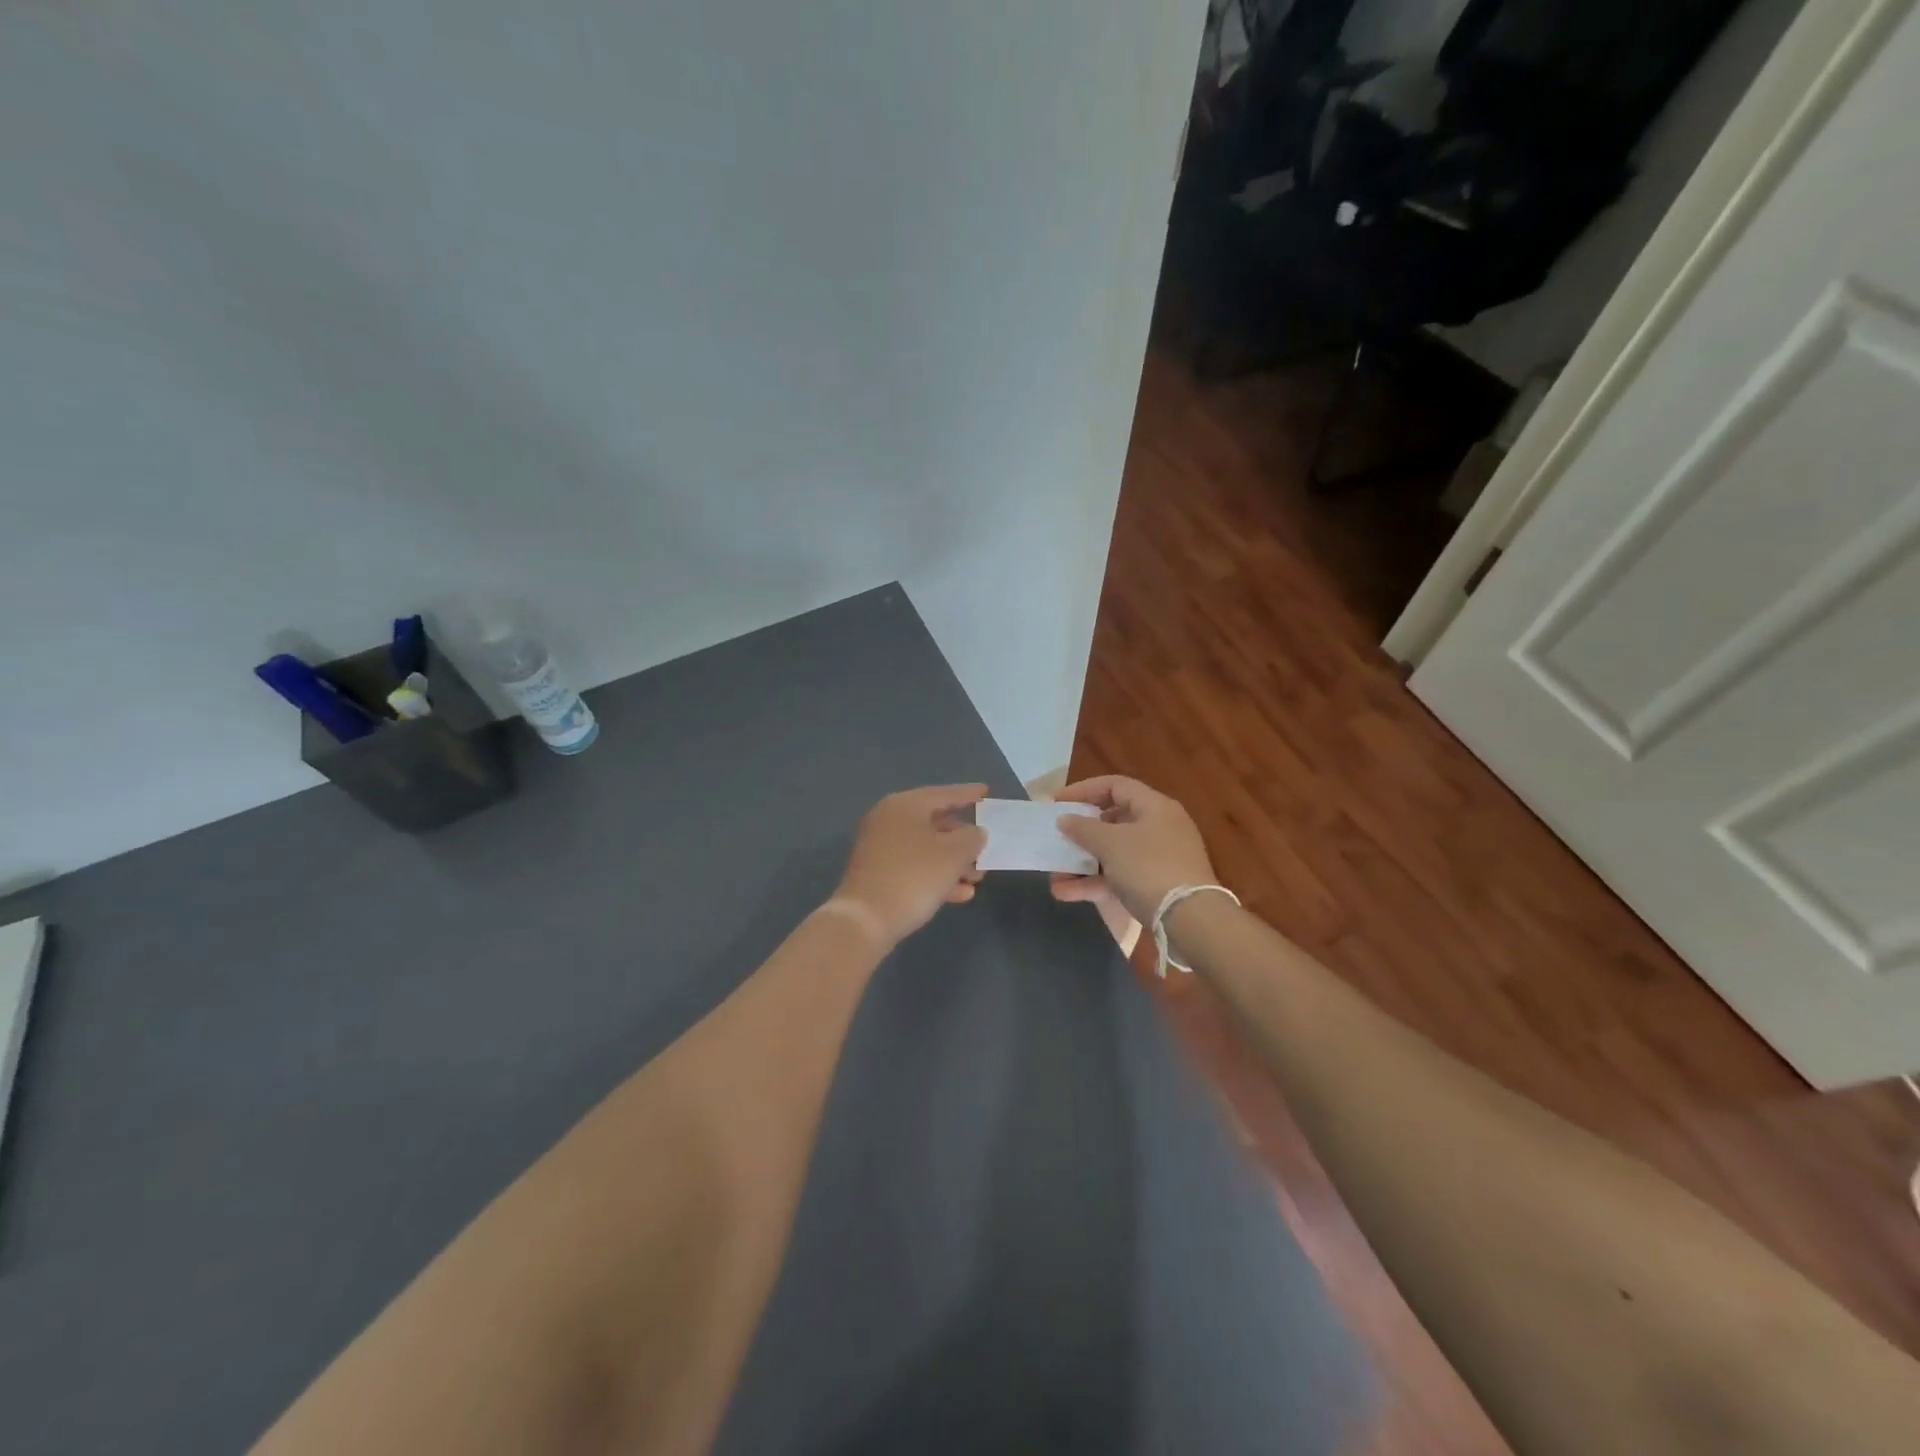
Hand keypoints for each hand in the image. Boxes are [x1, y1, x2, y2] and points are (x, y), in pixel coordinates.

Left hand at [833, 784, 987, 948]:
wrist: (865, 921)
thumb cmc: (914, 877)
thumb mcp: (953, 855)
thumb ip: (971, 838)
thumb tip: (975, 832)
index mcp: (904, 805)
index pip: (943, 794)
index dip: (967, 793)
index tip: (986, 791)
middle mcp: (888, 820)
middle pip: (934, 822)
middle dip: (963, 838)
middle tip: (985, 847)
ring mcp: (880, 848)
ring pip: (926, 848)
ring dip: (954, 862)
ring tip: (977, 878)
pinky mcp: (878, 874)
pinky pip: (914, 867)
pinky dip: (937, 876)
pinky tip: (961, 894)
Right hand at [1048, 775, 1217, 926]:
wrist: (1190, 919)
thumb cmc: (1148, 867)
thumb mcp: (1110, 844)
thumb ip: (1083, 828)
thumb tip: (1065, 819)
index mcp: (1154, 807)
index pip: (1115, 785)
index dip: (1084, 790)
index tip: (1057, 803)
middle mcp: (1159, 827)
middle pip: (1113, 821)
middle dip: (1080, 833)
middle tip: (1057, 838)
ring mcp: (1159, 858)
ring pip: (1113, 853)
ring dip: (1082, 863)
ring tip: (1054, 876)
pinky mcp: (1156, 885)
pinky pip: (1119, 877)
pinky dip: (1095, 883)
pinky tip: (1066, 894)